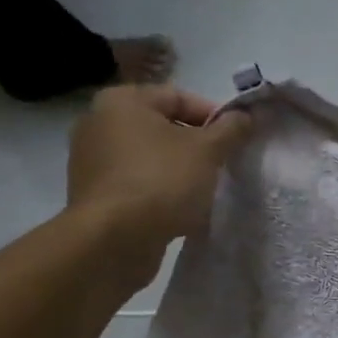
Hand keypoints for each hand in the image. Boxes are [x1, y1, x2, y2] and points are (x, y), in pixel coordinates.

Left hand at [67, 85, 250, 259]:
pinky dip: (160, 191)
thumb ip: (230, 130)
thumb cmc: (161, 182)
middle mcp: (99, 122)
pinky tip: (180, 210)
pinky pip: (137, 183)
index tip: (236, 140)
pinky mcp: (94, 194)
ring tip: (205, 190)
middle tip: (223, 166)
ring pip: (150, 157)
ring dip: (180, 170)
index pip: (179, 97)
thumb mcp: (207, 151)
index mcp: (122, 101)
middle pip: (163, 127)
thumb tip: (245, 115)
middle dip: (197, 145)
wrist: (113, 240)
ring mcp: (92, 160)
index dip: (214, 116)